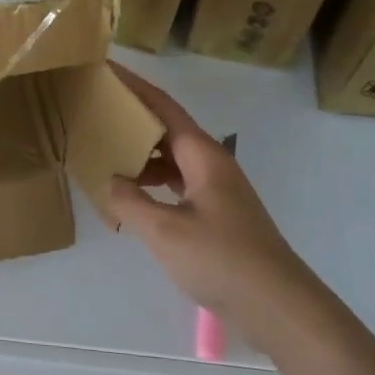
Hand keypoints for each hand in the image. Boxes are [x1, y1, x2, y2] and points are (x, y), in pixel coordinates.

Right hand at [106, 62, 321, 351]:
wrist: (278, 306)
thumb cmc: (221, 259)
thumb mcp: (164, 230)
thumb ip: (130, 201)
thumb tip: (110, 180)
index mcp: (203, 156)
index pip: (164, 107)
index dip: (135, 86)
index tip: (106, 68)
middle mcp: (212, 165)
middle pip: (167, 131)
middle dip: (133, 119)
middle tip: (95, 112)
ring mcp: (217, 191)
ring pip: (172, 160)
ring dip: (141, 154)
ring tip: (105, 154)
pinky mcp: (218, 216)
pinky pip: (177, 185)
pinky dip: (152, 184)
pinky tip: (132, 197)